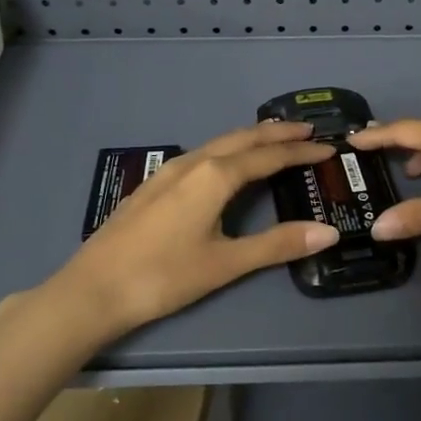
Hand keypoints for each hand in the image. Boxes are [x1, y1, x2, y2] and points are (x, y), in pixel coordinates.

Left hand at [52, 122, 339, 333]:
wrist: (92, 290)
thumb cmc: (163, 276)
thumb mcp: (226, 263)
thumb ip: (277, 245)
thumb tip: (328, 232)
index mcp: (215, 176)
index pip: (268, 156)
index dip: (300, 151)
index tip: (328, 147)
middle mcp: (193, 163)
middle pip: (242, 138)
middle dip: (277, 133)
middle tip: (307, 130)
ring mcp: (168, 172)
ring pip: (218, 143)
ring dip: (250, 138)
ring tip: (273, 138)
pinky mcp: (153, 185)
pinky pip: (201, 153)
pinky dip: (226, 149)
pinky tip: (224, 163)